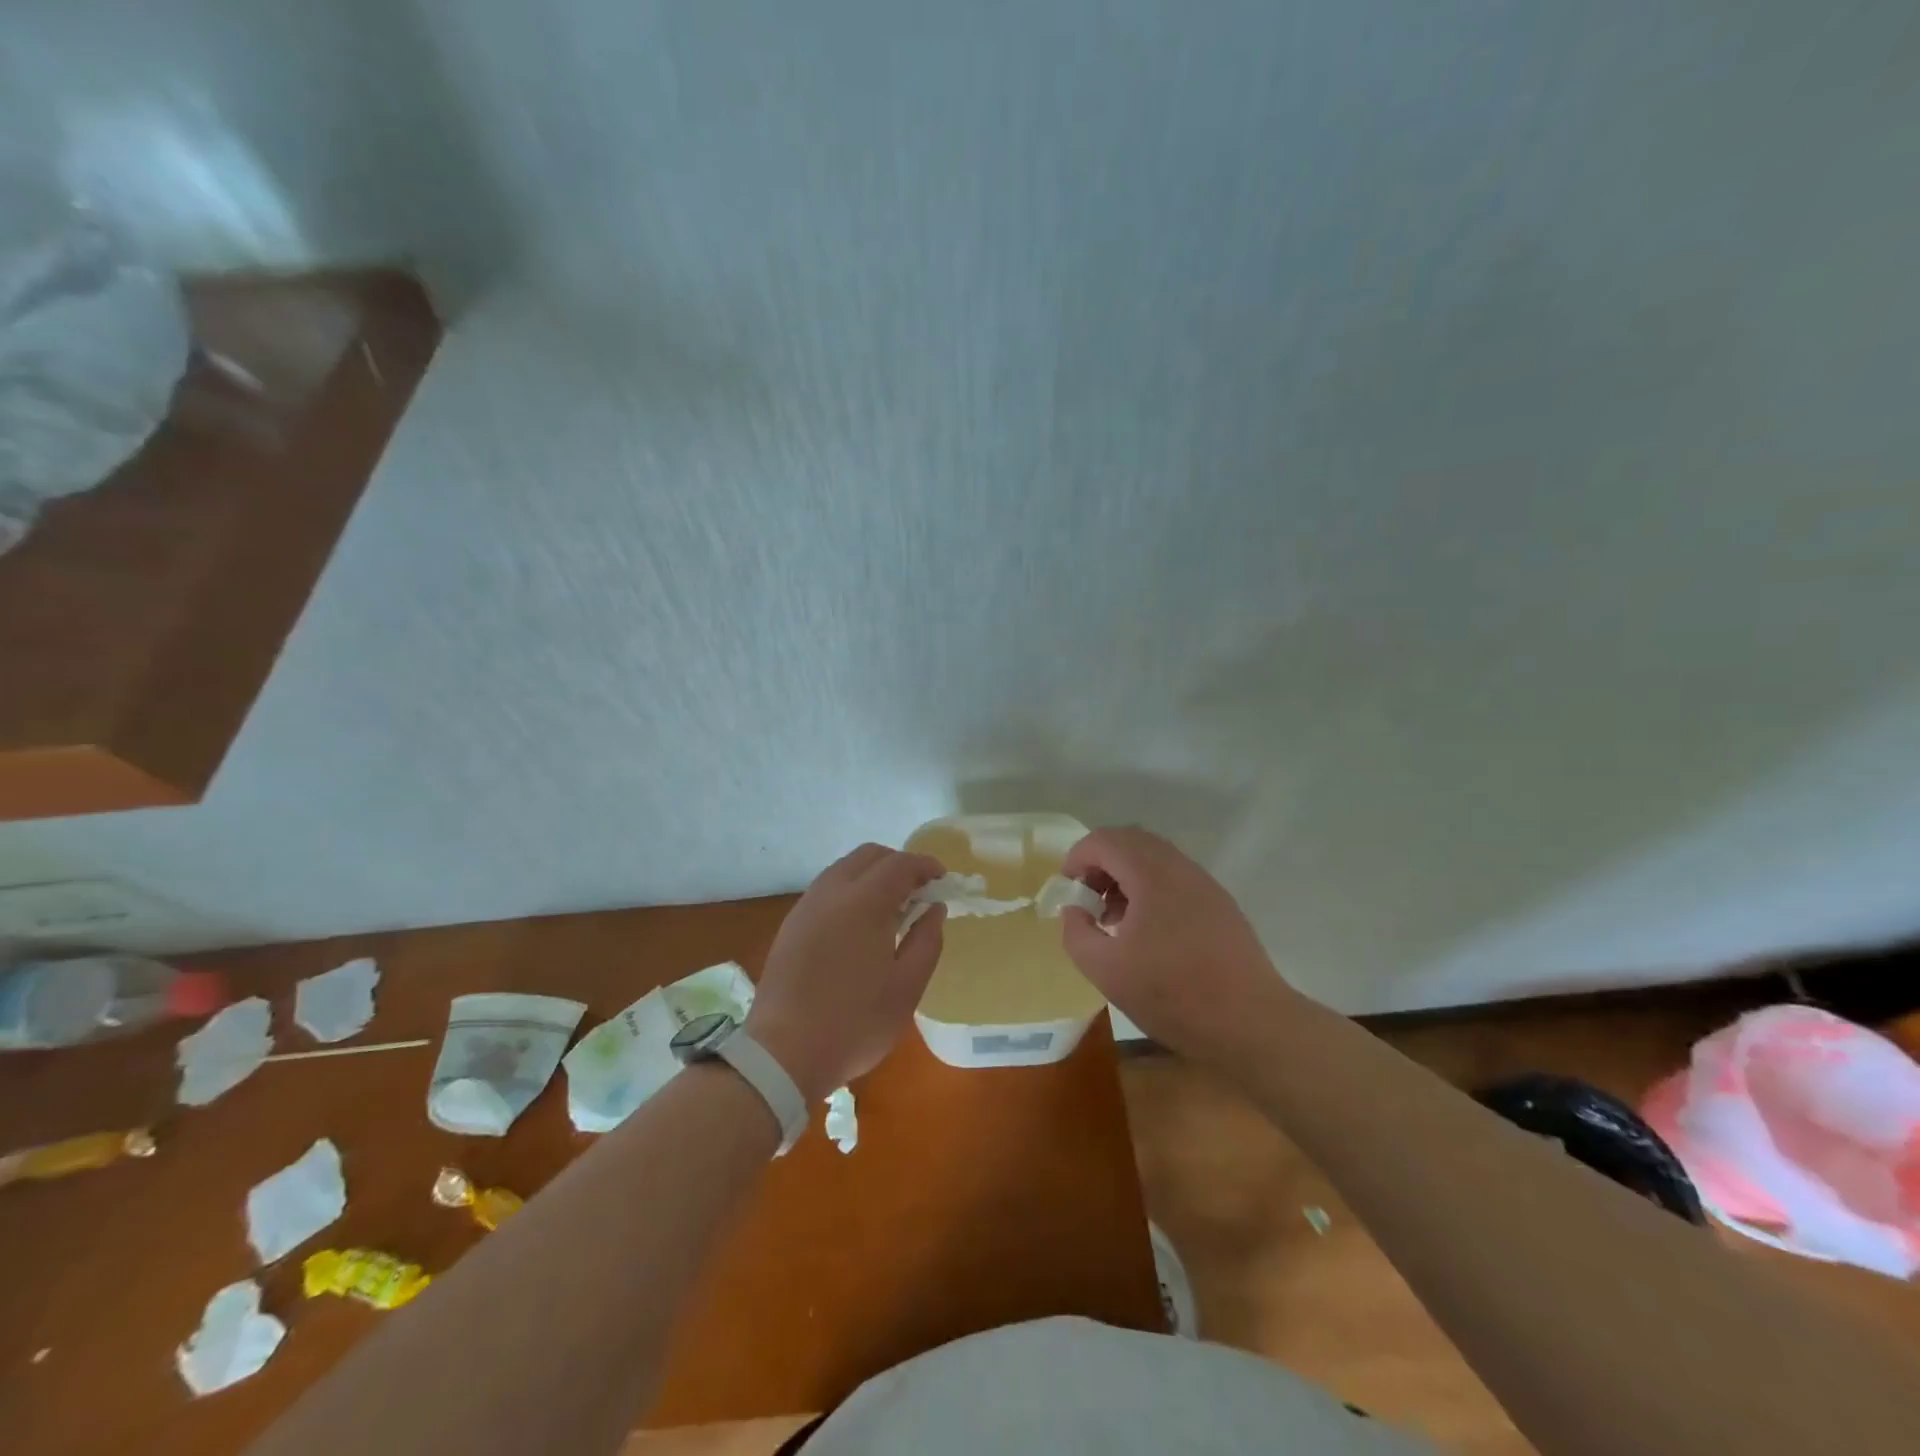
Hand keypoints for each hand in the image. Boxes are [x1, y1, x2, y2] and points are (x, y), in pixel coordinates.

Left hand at [745, 844, 945, 1101]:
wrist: (782, 1054)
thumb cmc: (854, 1023)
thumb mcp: (906, 988)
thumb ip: (926, 940)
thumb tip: (934, 908)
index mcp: (864, 902)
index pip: (900, 864)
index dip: (925, 865)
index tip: (943, 879)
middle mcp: (831, 892)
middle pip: (868, 855)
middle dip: (898, 864)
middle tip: (919, 890)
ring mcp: (806, 907)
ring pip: (844, 869)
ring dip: (872, 875)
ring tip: (891, 907)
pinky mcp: (791, 925)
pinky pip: (826, 889)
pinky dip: (850, 890)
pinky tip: (859, 924)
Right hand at [1059, 826, 1295, 1065]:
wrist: (1250, 1023)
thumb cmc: (1173, 993)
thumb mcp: (1105, 970)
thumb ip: (1076, 933)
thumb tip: (1075, 911)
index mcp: (1151, 873)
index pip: (1104, 840)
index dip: (1077, 859)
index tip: (1068, 893)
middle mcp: (1179, 867)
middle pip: (1130, 842)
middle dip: (1101, 865)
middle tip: (1088, 902)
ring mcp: (1204, 884)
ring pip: (1155, 860)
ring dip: (1126, 878)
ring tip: (1115, 921)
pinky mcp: (1220, 905)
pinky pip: (1175, 879)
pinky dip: (1151, 891)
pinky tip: (1149, 935)